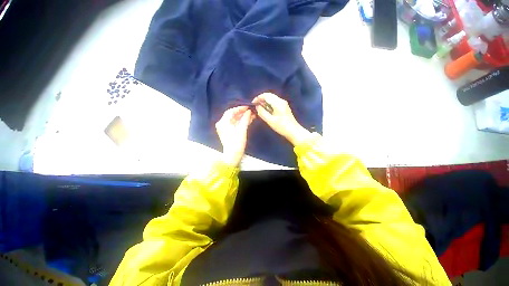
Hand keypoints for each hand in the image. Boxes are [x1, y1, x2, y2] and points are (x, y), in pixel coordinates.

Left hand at [216, 106, 254, 165]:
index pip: (231, 111)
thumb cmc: (236, 142)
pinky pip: (236, 125)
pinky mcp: (229, 132)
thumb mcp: (242, 130)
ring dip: (243, 118)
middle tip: (251, 111)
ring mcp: (226, 129)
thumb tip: (249, 111)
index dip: (240, 108)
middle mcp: (223, 124)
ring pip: (235, 120)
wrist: (233, 156)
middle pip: (233, 115)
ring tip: (252, 115)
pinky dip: (242, 122)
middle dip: (243, 113)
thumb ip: (245, 119)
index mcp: (223, 122)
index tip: (248, 107)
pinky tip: (249, 120)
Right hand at [253, 93, 310, 145]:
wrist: (294, 131)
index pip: (266, 95)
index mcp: (278, 103)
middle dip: (261, 100)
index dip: (258, 98)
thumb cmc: (282, 127)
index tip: (252, 103)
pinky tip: (265, 111)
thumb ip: (262, 112)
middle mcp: (281, 101)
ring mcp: (283, 104)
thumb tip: (257, 107)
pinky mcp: (283, 108)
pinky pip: (274, 103)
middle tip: (255, 107)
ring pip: (271, 99)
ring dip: (264, 103)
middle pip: (269, 96)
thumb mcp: (270, 121)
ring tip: (259, 109)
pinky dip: (268, 105)